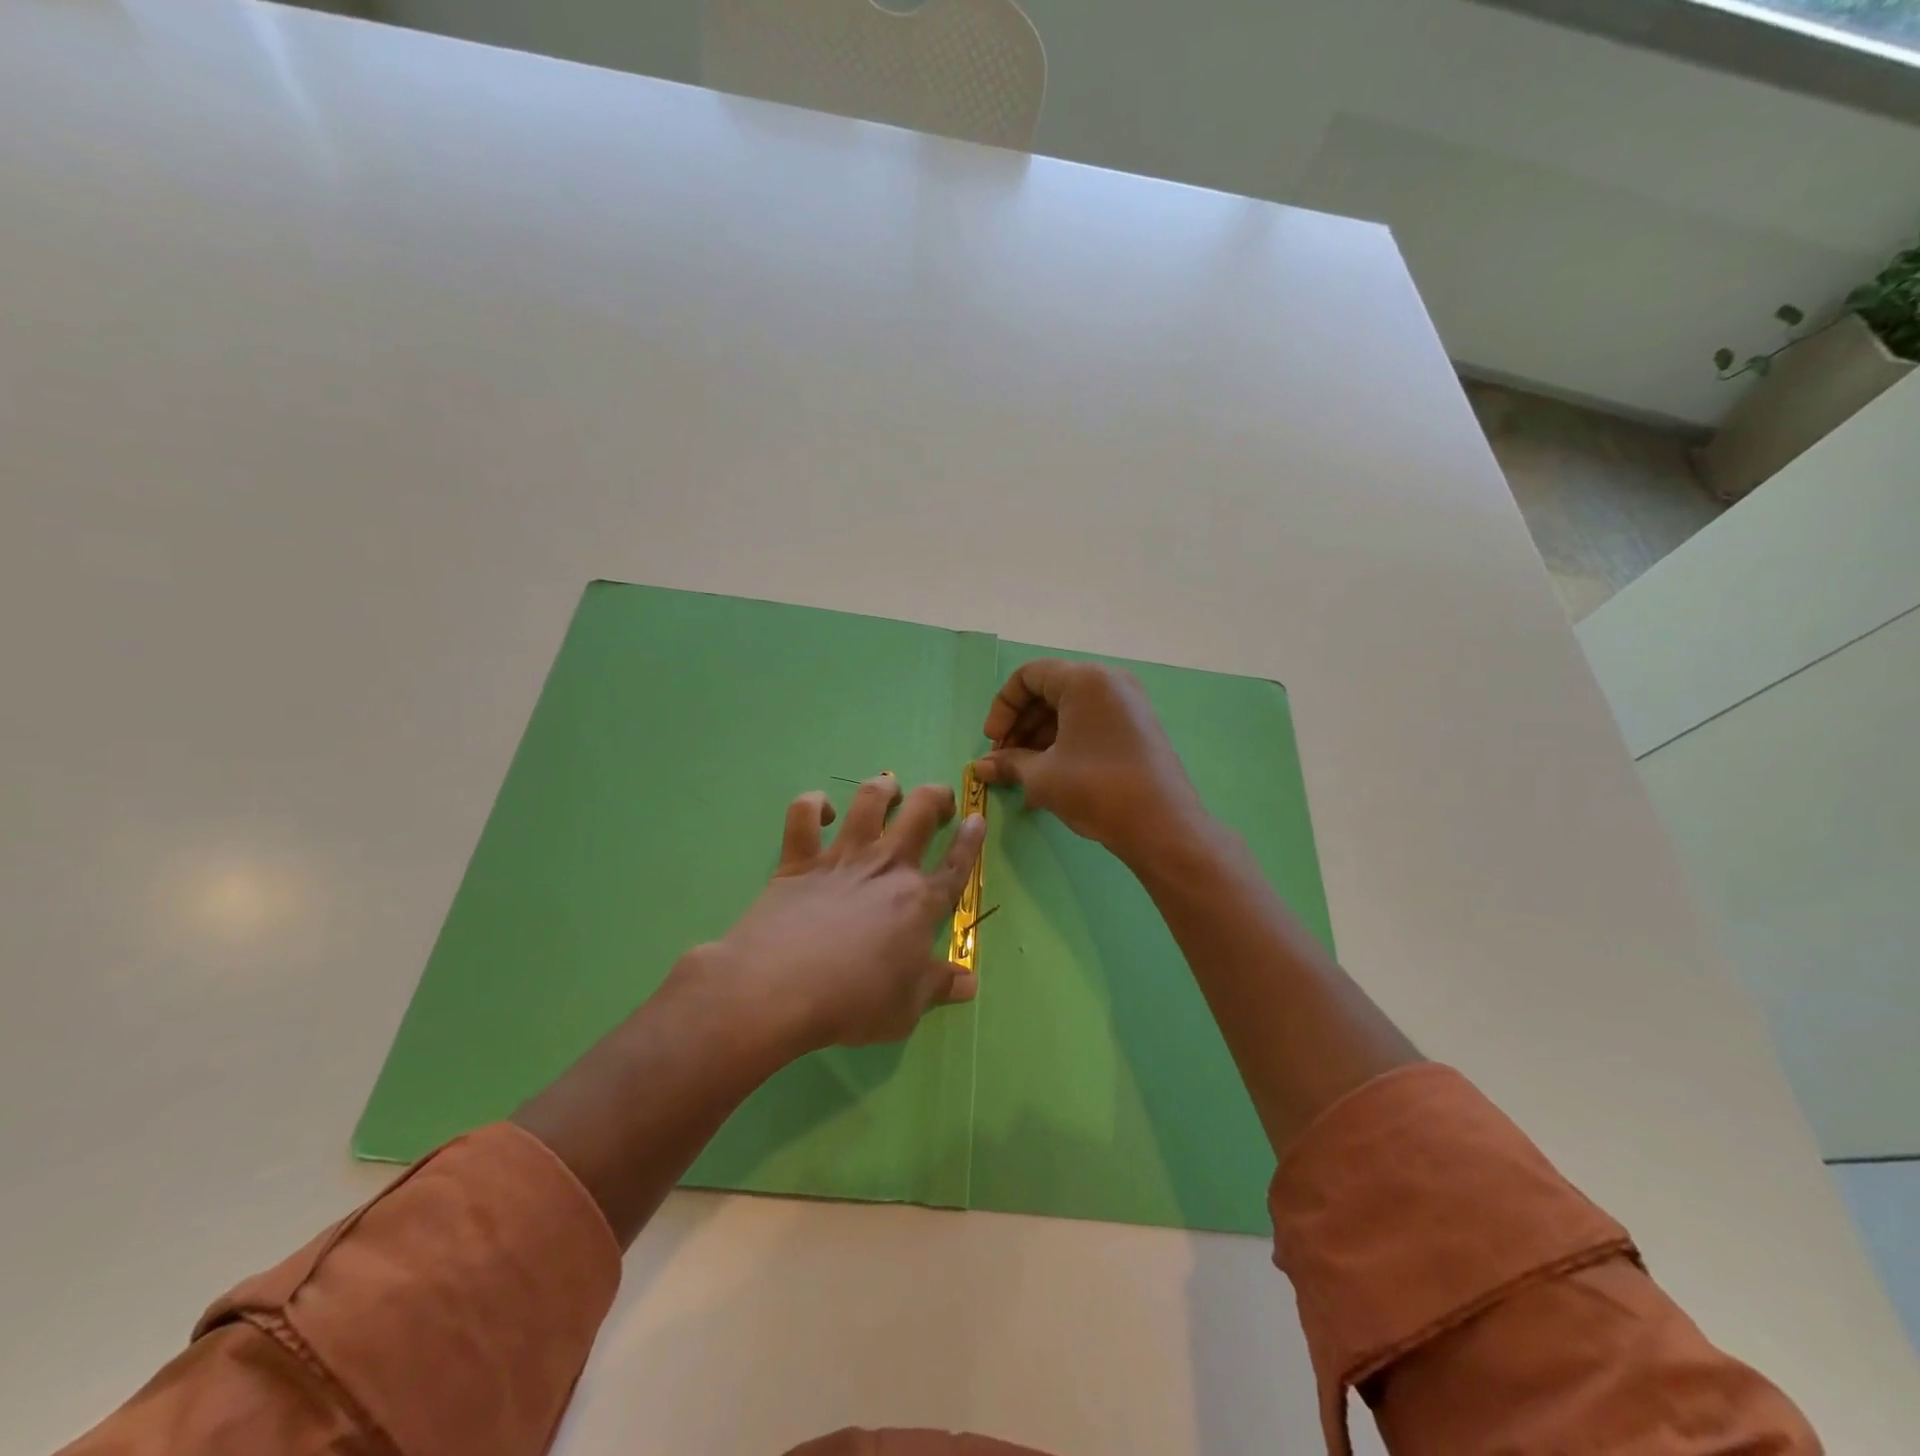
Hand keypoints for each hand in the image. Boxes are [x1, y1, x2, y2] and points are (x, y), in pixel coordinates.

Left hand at [671, 774, 986, 1055]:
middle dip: (936, 797)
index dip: (970, 840)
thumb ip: (938, 987)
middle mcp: (886, 868)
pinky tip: (820, 811)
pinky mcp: (798, 860)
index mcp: (919, 902)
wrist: (779, 988)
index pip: (955, 865)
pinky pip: (803, 816)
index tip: (977, 817)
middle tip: (939, 799)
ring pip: (869, 802)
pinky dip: (811, 805)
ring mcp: (841, 858)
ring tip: (889, 789)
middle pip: (919, 814)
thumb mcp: (906, 1009)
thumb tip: (970, 983)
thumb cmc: (852, 1003)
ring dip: (883, 788)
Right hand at [974, 659, 1203, 864]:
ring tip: (1023, 774)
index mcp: (1085, 680)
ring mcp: (1128, 704)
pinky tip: (1049, 776)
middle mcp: (1109, 682)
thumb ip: (1009, 763)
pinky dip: (1065, 742)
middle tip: (1004, 760)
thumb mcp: (1043, 776)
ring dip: (1039, 737)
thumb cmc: (1096, 789)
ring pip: (1070, 710)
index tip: (993, 742)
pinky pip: (1090, 723)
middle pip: (1049, 691)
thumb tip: (980, 767)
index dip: (1003, 707)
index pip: (1029, 676)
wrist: (1162, 826)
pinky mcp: (1137, 728)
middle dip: (1020, 725)